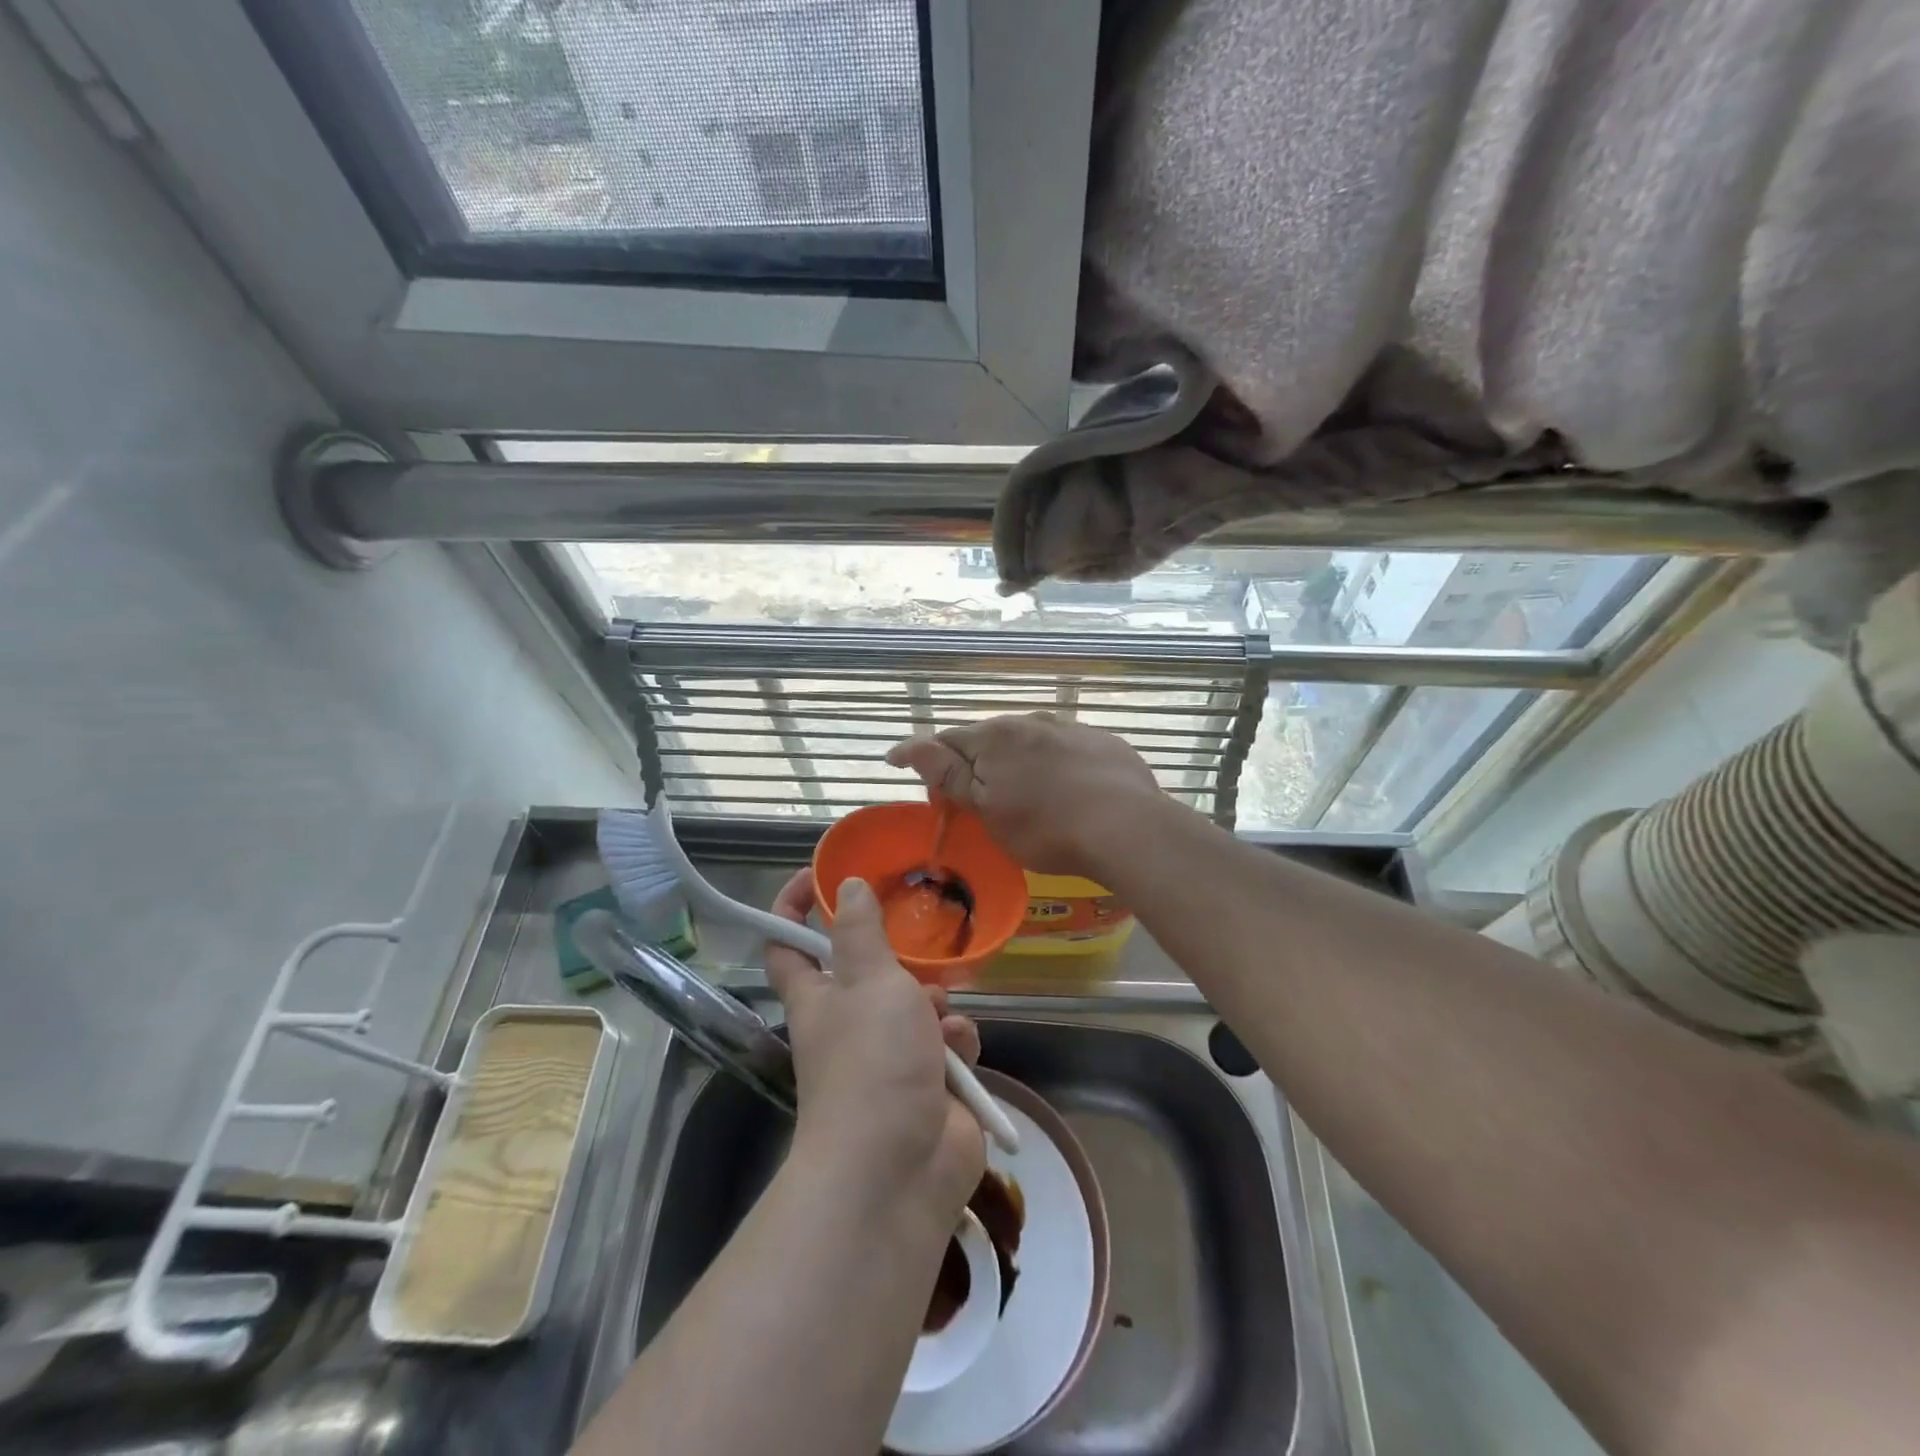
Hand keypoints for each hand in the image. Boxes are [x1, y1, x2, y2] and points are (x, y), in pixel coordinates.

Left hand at [765, 869, 985, 1223]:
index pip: (789, 943)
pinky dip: (956, 1045)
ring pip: (918, 1005)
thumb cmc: (873, 1060)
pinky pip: (948, 1044)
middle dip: (900, 960)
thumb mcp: (868, 980)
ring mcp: (890, 1057)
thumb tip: (848, 886)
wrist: (900, 1167)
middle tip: (918, 946)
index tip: (820, 876)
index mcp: (818, 997)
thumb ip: (862, 930)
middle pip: (870, 972)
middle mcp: (849, 1024)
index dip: (794, 907)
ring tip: (938, 1016)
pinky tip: (957, 1056)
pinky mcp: (930, 1082)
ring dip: (935, 1005)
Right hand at [886, 713, 1165, 878]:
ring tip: (1027, 795)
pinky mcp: (1104, 742)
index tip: (916, 779)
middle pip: (990, 739)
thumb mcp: (987, 809)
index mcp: (996, 736)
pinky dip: (1057, 765)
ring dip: (1018, 761)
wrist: (1127, 827)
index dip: (928, 760)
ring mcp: (1071, 728)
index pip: (947, 741)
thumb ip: (948, 774)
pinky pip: (1067, 750)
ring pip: (1030, 742)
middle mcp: (1031, 721)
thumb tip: (908, 746)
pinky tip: (1069, 791)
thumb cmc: (1045, 827)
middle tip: (977, 799)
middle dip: (976, 763)